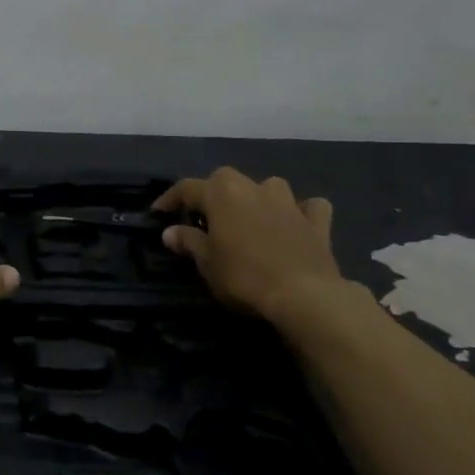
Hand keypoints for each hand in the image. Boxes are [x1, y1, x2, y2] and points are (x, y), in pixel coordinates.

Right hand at [153, 167, 347, 321]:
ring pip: (269, 186)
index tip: (158, 212)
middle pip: (227, 179)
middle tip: (206, 216)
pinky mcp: (316, 222)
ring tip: (250, 217)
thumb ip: (188, 242)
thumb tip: (170, 232)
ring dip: (257, 197)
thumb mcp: (207, 262)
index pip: (187, 188)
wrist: (304, 295)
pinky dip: (301, 212)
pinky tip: (296, 223)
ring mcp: (289, 202)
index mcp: (222, 194)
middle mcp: (254, 188)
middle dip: (213, 192)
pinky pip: (308, 207)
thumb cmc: (244, 276)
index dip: (170, 198)